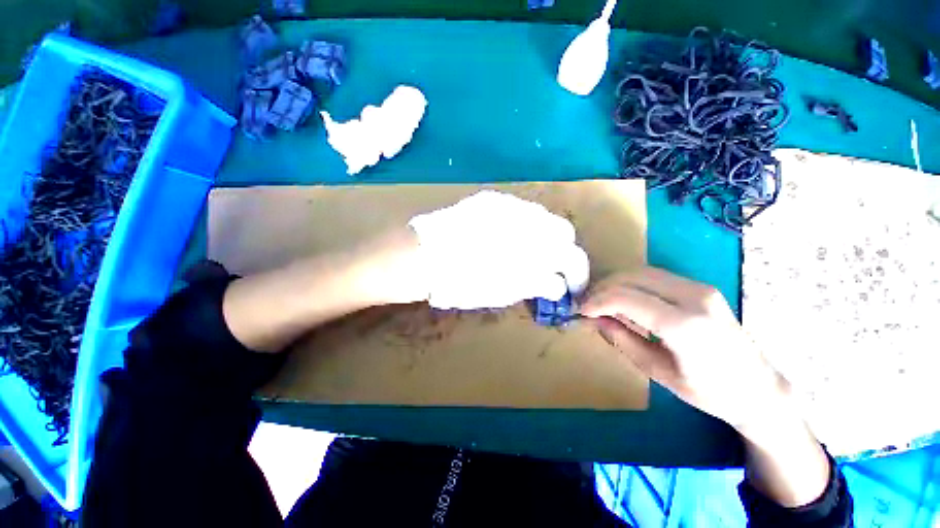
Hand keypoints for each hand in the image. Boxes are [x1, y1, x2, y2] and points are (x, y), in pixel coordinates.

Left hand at [408, 191, 589, 309]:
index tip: (570, 285)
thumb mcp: (502, 292)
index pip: (572, 256)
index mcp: (533, 247)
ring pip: (541, 217)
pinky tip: (506, 238)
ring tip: (527, 254)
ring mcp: (508, 204)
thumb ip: (535, 284)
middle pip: (562, 230)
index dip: (576, 272)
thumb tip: (556, 284)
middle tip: (549, 268)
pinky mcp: (490, 199)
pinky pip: (518, 210)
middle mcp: (528, 218)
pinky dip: (522, 226)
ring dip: (542, 236)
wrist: (420, 256)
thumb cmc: (461, 282)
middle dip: (561, 251)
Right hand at [581, 267, 830, 507]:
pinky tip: (625, 300)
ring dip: (616, 283)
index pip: (626, 297)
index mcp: (685, 325)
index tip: (581, 311)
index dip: (597, 301)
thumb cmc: (710, 391)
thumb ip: (622, 340)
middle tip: (588, 304)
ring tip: (602, 302)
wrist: (760, 388)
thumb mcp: (658, 372)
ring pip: (642, 271)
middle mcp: (694, 297)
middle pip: (632, 277)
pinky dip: (632, 284)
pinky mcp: (701, 287)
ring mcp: (700, 288)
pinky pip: (655, 276)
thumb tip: (595, 320)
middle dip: (603, 288)